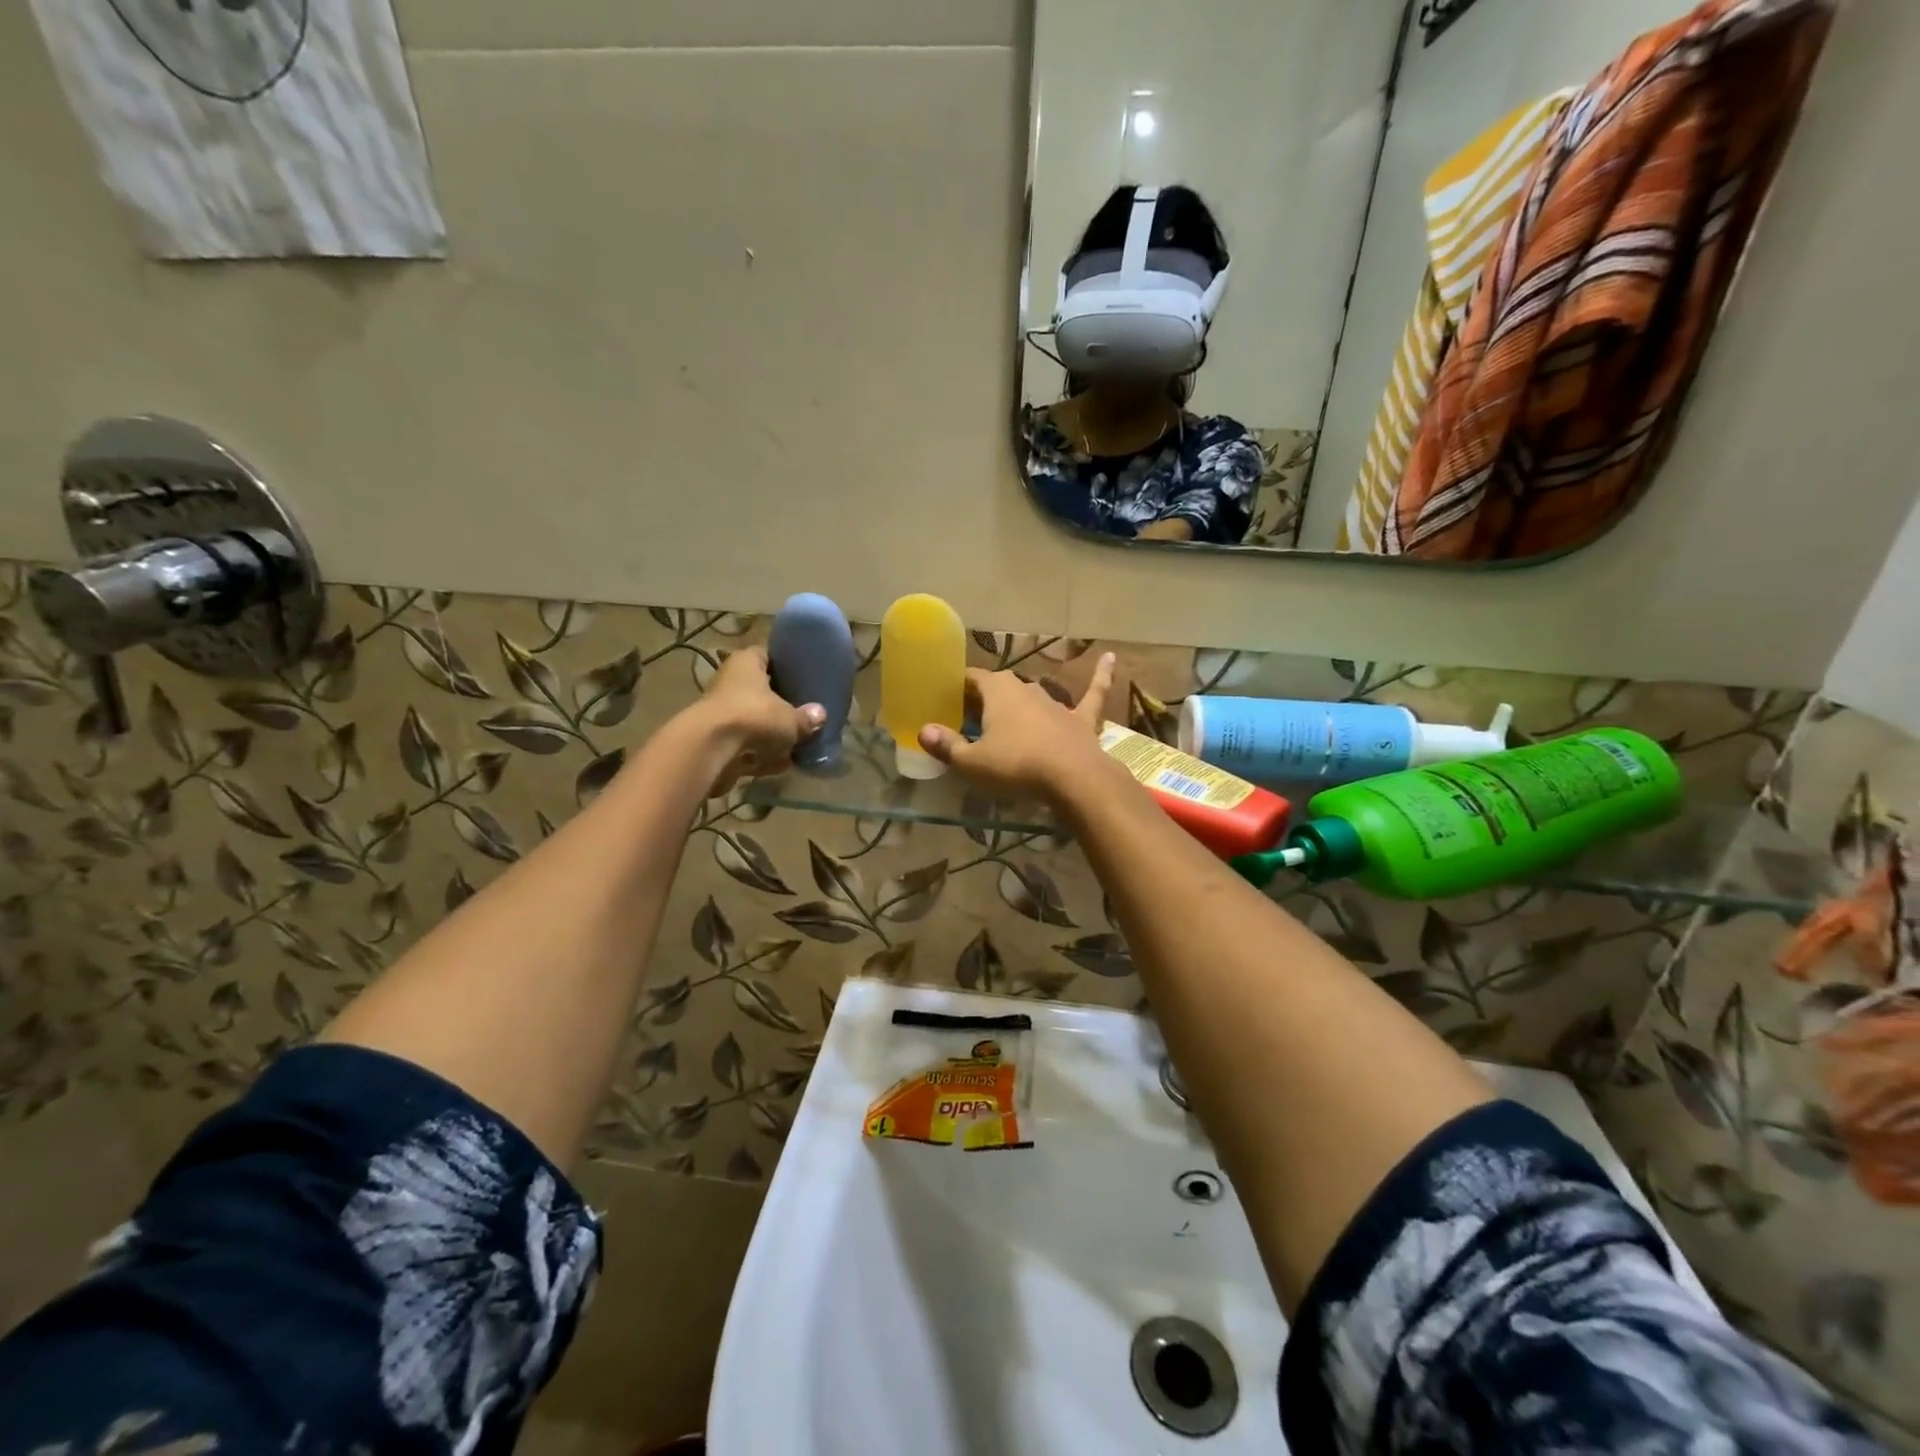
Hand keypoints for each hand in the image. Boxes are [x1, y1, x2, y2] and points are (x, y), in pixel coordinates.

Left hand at [692, 647, 824, 796]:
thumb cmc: (754, 716)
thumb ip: (806, 718)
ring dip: (771, 734)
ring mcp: (721, 712)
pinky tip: (782, 765)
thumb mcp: (790, 718)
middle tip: (804, 712)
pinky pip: (745, 746)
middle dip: (780, 704)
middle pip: (759, 690)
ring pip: (752, 720)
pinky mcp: (716, 741)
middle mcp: (730, 682)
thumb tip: (820, 715)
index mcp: (746, 663)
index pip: (767, 655)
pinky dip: (761, 756)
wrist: (710, 749)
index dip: (785, 664)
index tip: (803, 675)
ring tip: (797, 744)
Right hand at [918, 653, 1116, 800]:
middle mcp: (1026, 688)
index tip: (945, 700)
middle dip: (983, 700)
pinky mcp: (1081, 719)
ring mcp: (1056, 702)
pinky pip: (1092, 693)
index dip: (956, 688)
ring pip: (1032, 695)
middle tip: (968, 718)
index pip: (970, 679)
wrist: (1073, 779)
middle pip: (999, 688)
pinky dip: (1101, 676)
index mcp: (997, 691)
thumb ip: (947, 746)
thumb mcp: (973, 763)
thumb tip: (923, 732)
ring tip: (1004, 717)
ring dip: (1019, 703)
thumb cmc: (1017, 766)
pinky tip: (1110, 657)